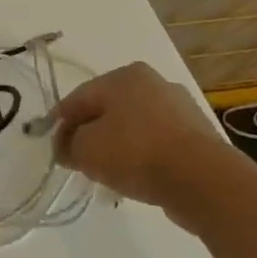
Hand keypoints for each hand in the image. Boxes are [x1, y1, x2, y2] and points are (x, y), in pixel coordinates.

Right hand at [52, 62, 226, 212]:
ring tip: (109, 175)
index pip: (78, 98)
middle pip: (108, 110)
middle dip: (91, 134)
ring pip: (134, 127)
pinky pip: (159, 144)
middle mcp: (154, 83)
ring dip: (118, 147)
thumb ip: (67, 145)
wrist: (203, 181)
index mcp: (124, 75)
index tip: (53, 148)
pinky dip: (144, 158)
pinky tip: (138, 178)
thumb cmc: (135, 153)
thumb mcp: (85, 149)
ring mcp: (181, 109)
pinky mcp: (199, 137)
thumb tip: (66, 147)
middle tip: (80, 160)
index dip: (60, 124)